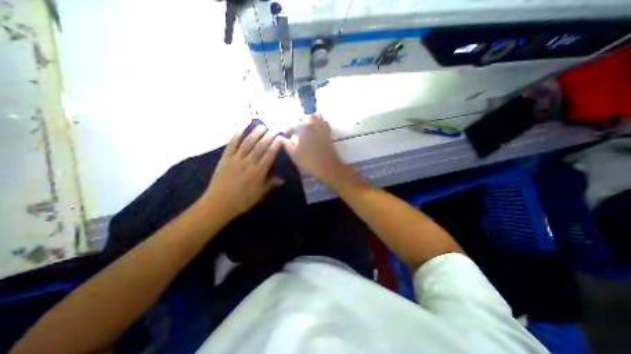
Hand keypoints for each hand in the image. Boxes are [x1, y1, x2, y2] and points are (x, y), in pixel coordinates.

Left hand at [203, 124, 282, 218]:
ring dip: (255, 133)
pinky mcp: (225, 159)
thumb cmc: (242, 200)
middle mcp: (248, 163)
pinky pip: (231, 145)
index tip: (280, 138)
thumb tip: (283, 180)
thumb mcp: (259, 194)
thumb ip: (270, 184)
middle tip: (273, 128)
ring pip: (247, 143)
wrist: (219, 203)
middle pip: (260, 146)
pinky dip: (235, 137)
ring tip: (261, 126)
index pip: (269, 155)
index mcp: (258, 172)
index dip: (275, 145)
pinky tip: (239, 129)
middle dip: (267, 136)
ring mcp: (236, 159)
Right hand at [282, 114, 353, 187]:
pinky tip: (316, 130)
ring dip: (310, 120)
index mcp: (303, 128)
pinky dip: (319, 123)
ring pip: (316, 116)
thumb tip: (281, 138)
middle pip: (305, 117)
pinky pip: (324, 123)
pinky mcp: (328, 133)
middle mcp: (313, 124)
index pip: (292, 125)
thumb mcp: (294, 154)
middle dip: (299, 122)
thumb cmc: (309, 161)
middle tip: (295, 131)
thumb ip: (286, 144)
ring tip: (305, 128)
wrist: (328, 167)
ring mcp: (322, 128)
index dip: (287, 131)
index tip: (285, 137)